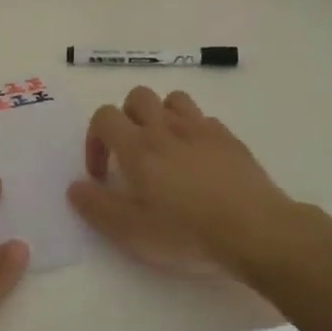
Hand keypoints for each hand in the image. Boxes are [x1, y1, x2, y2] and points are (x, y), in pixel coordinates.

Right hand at [68, 86, 296, 277]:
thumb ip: (97, 207)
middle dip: (127, 118)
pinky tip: (199, 159)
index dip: (95, 139)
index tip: (102, 173)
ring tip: (164, 147)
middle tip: (131, 153)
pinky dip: (194, 131)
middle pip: (137, 97)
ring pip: (173, 100)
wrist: (256, 231)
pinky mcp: (229, 139)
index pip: (104, 117)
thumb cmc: (187, 233)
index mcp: (138, 146)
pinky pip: (204, 120)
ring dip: (161, 116)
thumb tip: (75, 187)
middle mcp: (166, 128)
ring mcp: (201, 129)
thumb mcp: (132, 232)